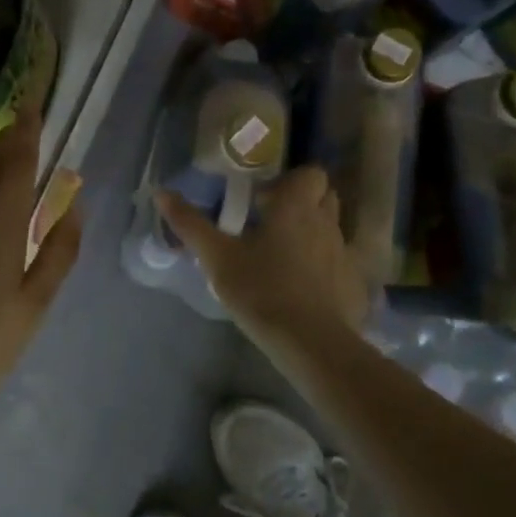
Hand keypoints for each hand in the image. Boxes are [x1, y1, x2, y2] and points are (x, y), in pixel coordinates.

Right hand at [157, 165, 368, 352]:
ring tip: (283, 258)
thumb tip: (161, 192)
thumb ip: (190, 224)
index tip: (265, 198)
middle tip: (271, 223)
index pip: (310, 173)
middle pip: (325, 197)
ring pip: (332, 231)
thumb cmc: (261, 290)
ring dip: (312, 235)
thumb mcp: (217, 257)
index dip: (291, 180)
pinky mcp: (354, 285)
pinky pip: (339, 265)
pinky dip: (324, 268)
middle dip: (303, 203)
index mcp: (296, 207)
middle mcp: (327, 223)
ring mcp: (345, 254)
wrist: (310, 342)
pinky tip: (302, 290)